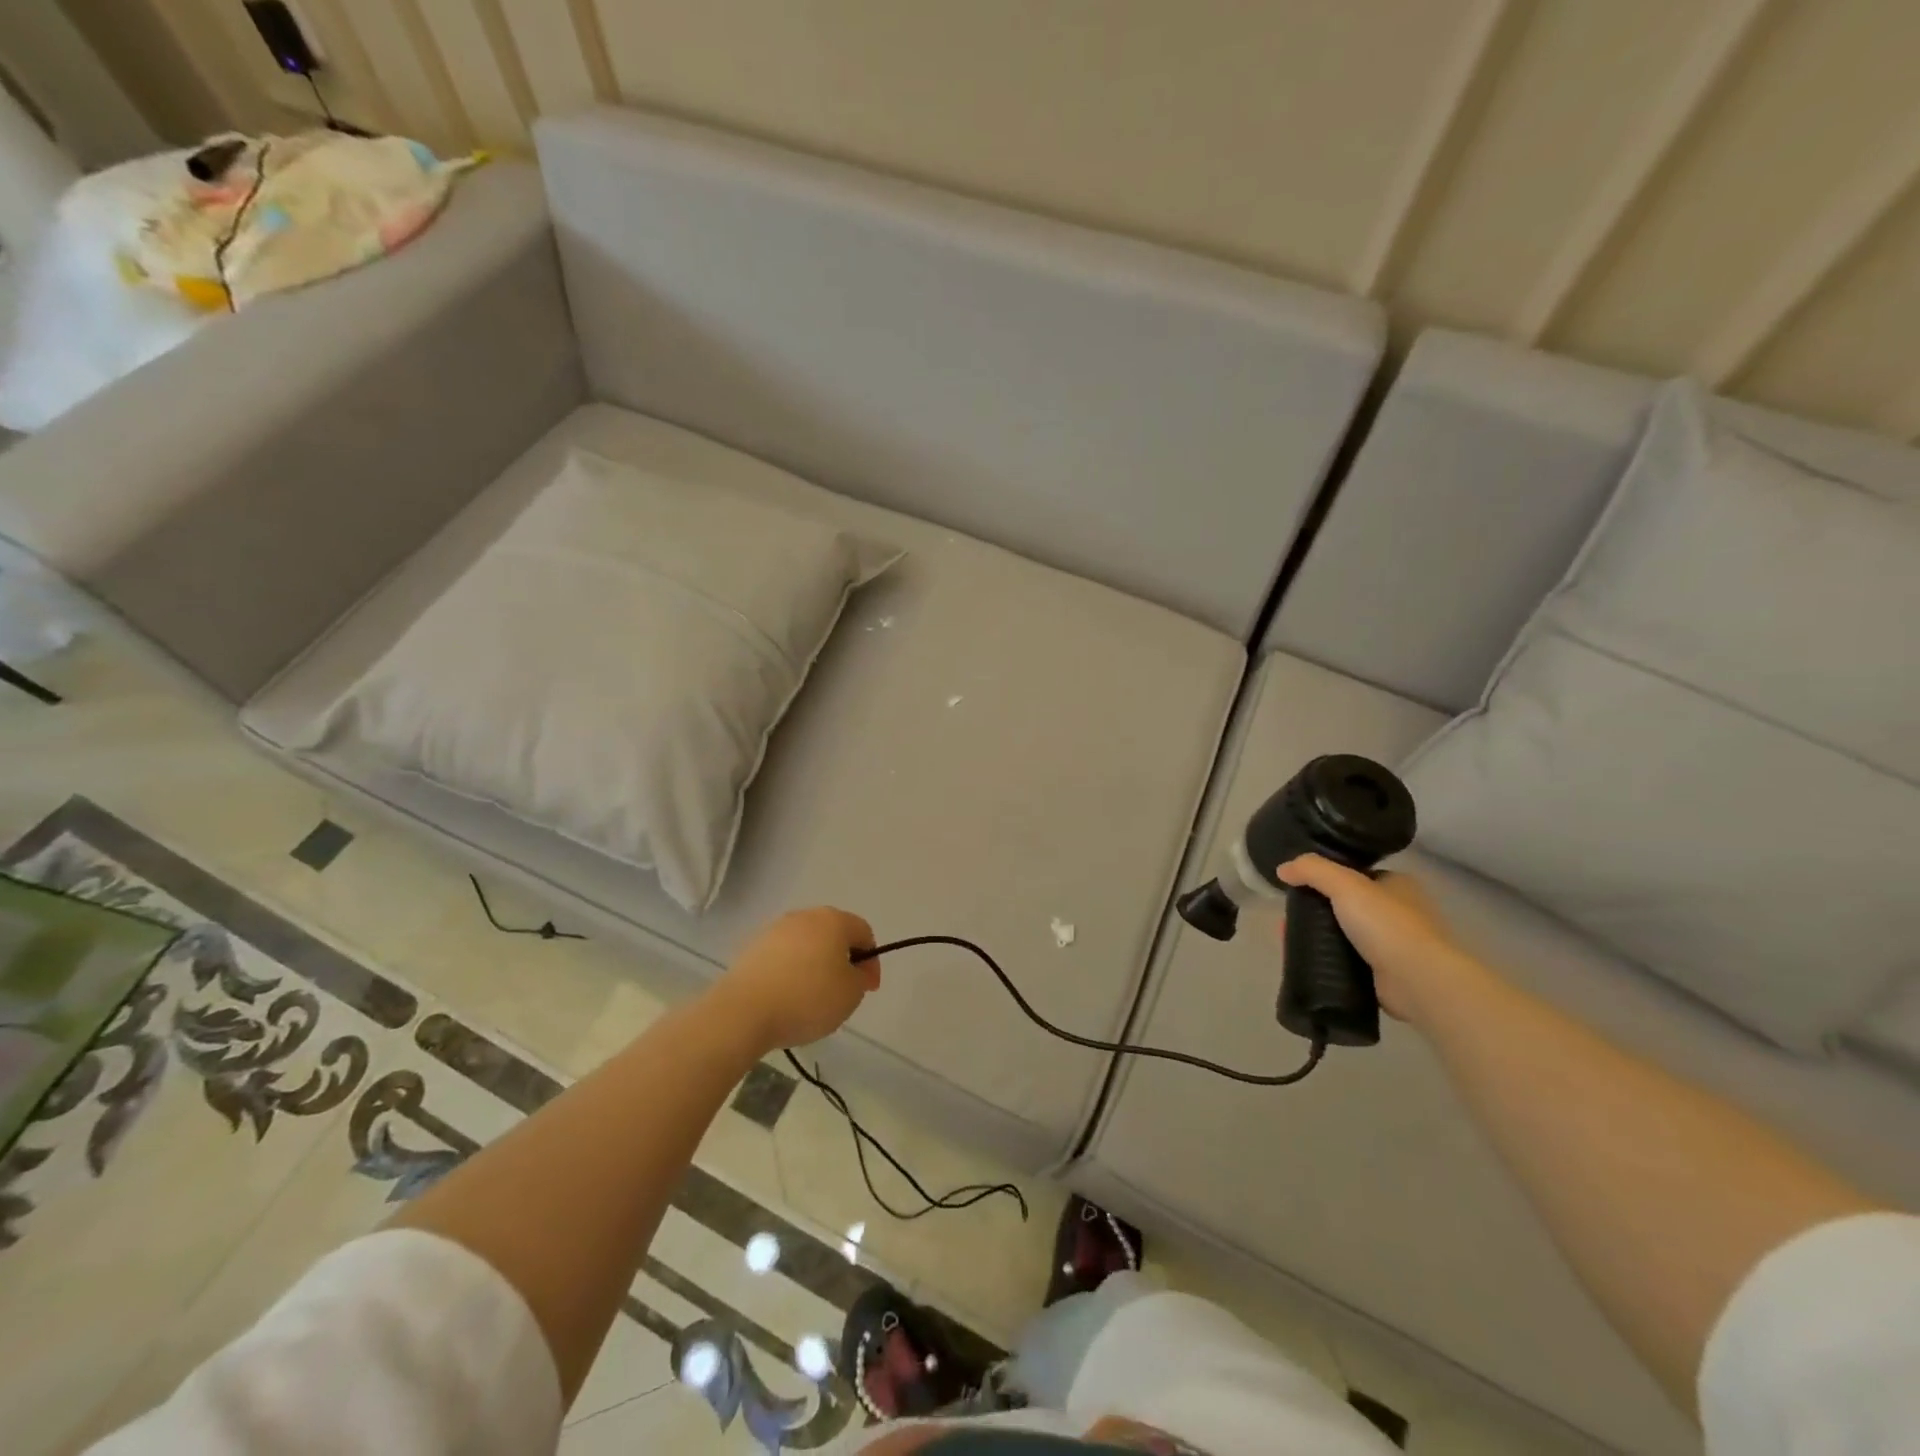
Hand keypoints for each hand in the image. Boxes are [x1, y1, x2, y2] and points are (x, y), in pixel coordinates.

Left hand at [710, 908, 880, 1052]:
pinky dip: (790, 972)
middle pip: (833, 934)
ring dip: (814, 965)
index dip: (872, 961)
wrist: (744, 1011)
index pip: (863, 932)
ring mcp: (775, 929)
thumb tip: (855, 969)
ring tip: (811, 998)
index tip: (868, 988)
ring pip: (806, 944)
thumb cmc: (808, 998)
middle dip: (842, 960)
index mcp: (833, 920)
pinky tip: (786, 998)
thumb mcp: (851, 993)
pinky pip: (782, 957)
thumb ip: (861, 977)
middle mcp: (804, 916)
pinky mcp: (752, 947)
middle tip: (842, 991)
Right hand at [1276, 856, 1483, 1026]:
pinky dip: (1327, 960)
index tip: (1300, 886)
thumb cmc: (1388, 925)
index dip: (1327, 878)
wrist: (1420, 982)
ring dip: (1319, 936)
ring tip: (1289, 938)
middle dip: (1317, 910)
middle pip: (1347, 906)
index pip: (1357, 875)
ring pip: (1345, 934)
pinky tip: (1305, 960)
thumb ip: (1312, 870)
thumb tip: (1282, 869)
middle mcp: (1400, 913)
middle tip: (1290, 916)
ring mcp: (1394, 946)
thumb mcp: (1345, 884)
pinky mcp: (1385, 974)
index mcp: (1398, 885)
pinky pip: (1347, 961)